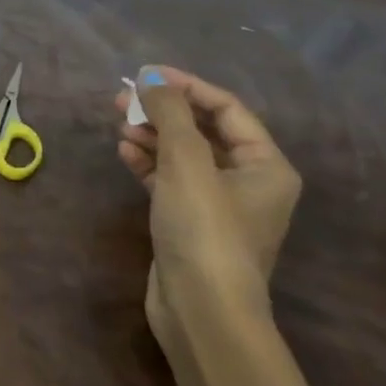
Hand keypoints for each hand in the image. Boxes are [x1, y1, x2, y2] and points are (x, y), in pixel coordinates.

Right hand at [115, 67, 299, 344]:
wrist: (202, 312)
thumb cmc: (205, 228)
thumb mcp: (187, 161)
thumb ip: (170, 112)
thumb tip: (151, 77)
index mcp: (266, 165)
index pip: (226, 108)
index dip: (186, 86)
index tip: (145, 74)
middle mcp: (249, 182)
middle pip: (203, 130)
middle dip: (163, 111)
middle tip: (122, 98)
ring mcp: (219, 205)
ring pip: (183, 155)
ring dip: (152, 136)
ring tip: (119, 124)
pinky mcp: (192, 224)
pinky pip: (171, 180)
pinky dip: (149, 163)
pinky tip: (124, 152)